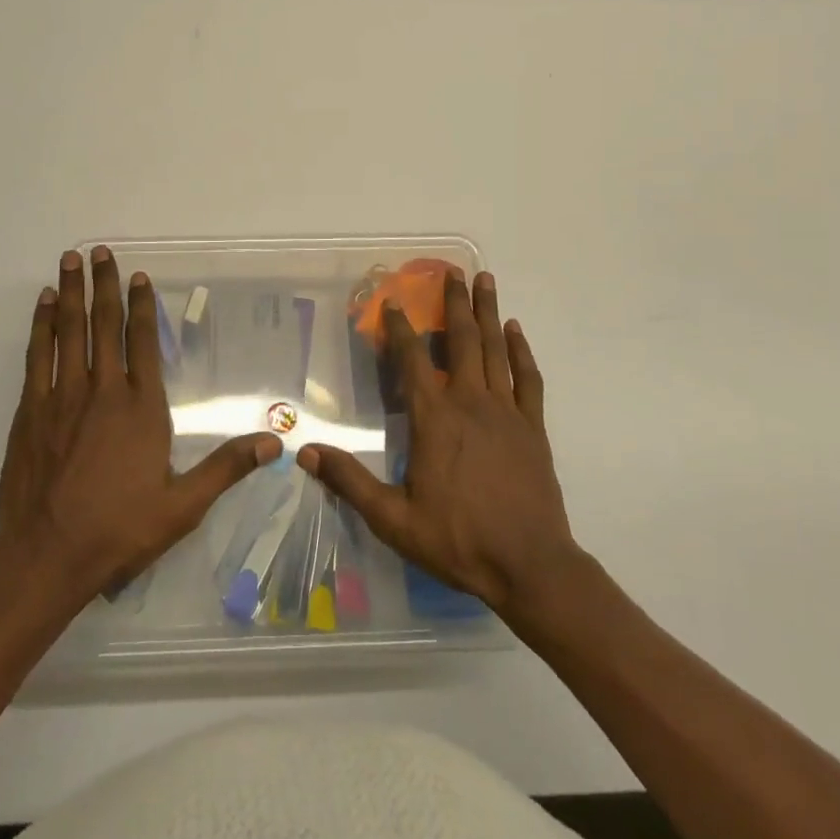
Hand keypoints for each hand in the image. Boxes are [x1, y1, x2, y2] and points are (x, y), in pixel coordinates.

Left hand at [0, 246, 281, 600]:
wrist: (47, 556)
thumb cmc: (119, 529)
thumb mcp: (183, 506)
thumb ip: (227, 468)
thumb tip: (276, 442)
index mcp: (141, 408)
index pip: (142, 341)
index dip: (141, 305)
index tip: (138, 275)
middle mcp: (102, 391)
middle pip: (104, 325)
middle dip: (104, 284)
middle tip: (99, 251)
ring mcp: (63, 397)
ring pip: (69, 331)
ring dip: (72, 293)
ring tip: (70, 259)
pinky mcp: (32, 410)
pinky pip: (39, 355)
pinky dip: (42, 325)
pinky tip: (45, 304)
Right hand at [298, 270, 577, 618]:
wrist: (531, 567)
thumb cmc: (459, 540)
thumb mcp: (394, 519)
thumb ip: (350, 482)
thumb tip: (306, 453)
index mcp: (434, 418)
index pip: (412, 360)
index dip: (400, 328)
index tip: (392, 302)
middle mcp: (470, 402)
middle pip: (460, 340)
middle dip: (454, 303)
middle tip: (453, 271)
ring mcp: (506, 411)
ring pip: (495, 349)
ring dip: (487, 312)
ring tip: (485, 280)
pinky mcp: (533, 426)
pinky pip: (527, 377)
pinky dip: (520, 350)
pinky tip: (515, 330)